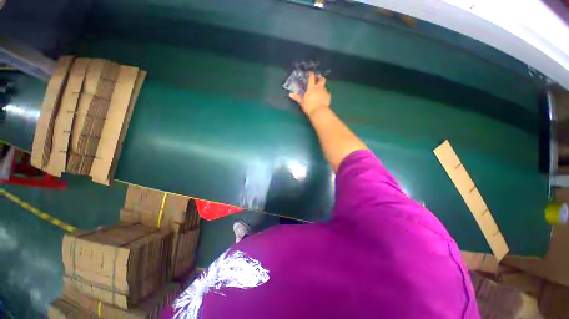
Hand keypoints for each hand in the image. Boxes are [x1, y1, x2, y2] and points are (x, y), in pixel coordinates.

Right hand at [289, 72, 330, 116]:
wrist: (319, 112)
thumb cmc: (309, 106)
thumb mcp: (302, 102)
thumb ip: (297, 97)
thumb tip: (290, 94)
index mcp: (311, 88)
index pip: (311, 77)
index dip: (311, 74)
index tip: (310, 72)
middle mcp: (319, 87)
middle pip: (321, 80)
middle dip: (320, 78)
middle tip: (318, 78)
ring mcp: (324, 91)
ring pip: (324, 86)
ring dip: (322, 86)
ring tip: (320, 89)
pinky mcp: (328, 96)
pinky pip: (327, 93)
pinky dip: (325, 94)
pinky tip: (324, 97)